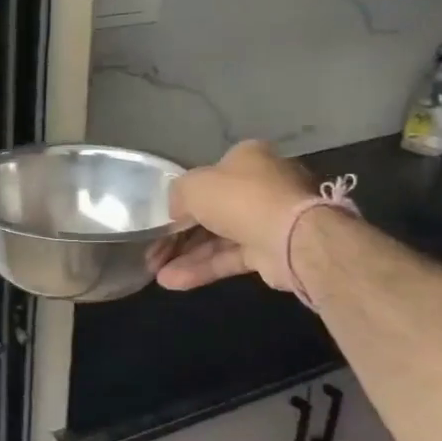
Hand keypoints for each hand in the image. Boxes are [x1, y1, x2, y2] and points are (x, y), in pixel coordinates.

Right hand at [148, 140, 315, 292]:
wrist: (289, 237)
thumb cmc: (239, 199)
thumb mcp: (193, 186)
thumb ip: (178, 195)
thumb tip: (176, 211)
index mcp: (247, 159)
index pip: (209, 177)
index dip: (183, 198)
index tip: (162, 217)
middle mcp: (259, 187)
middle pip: (210, 212)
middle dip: (178, 235)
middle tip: (152, 251)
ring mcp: (265, 221)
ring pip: (217, 239)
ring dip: (185, 256)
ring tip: (156, 272)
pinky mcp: (268, 252)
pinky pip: (228, 259)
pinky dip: (201, 269)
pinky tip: (173, 281)